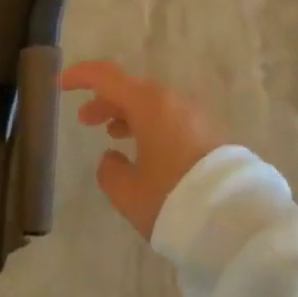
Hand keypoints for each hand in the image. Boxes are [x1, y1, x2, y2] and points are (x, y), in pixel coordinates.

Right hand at [59, 61, 223, 239]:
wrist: (236, 219)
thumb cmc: (172, 199)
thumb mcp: (127, 192)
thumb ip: (110, 171)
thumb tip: (113, 158)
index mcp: (150, 106)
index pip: (107, 77)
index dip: (81, 77)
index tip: (61, 83)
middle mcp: (175, 103)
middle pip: (133, 91)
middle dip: (106, 102)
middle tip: (85, 120)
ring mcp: (197, 118)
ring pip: (155, 106)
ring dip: (130, 115)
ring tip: (113, 135)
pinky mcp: (212, 136)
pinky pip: (173, 121)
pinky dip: (152, 126)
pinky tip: (146, 150)